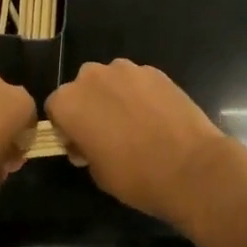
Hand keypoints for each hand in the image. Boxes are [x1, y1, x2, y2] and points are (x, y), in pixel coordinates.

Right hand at [45, 60, 236, 226]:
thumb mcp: (97, 172)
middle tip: (108, 133)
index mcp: (69, 102)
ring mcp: (126, 69)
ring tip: (136, 124)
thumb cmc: (135, 176)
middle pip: (82, 87)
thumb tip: (89, 140)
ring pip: (111, 80)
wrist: (190, 168)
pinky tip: (157, 117)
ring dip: (115, 96)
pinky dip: (141, 94)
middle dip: (90, 106)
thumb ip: (84, 147)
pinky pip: (138, 81)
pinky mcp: (154, 70)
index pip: (55, 108)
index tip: (81, 145)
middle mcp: (92, 76)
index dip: (66, 127)